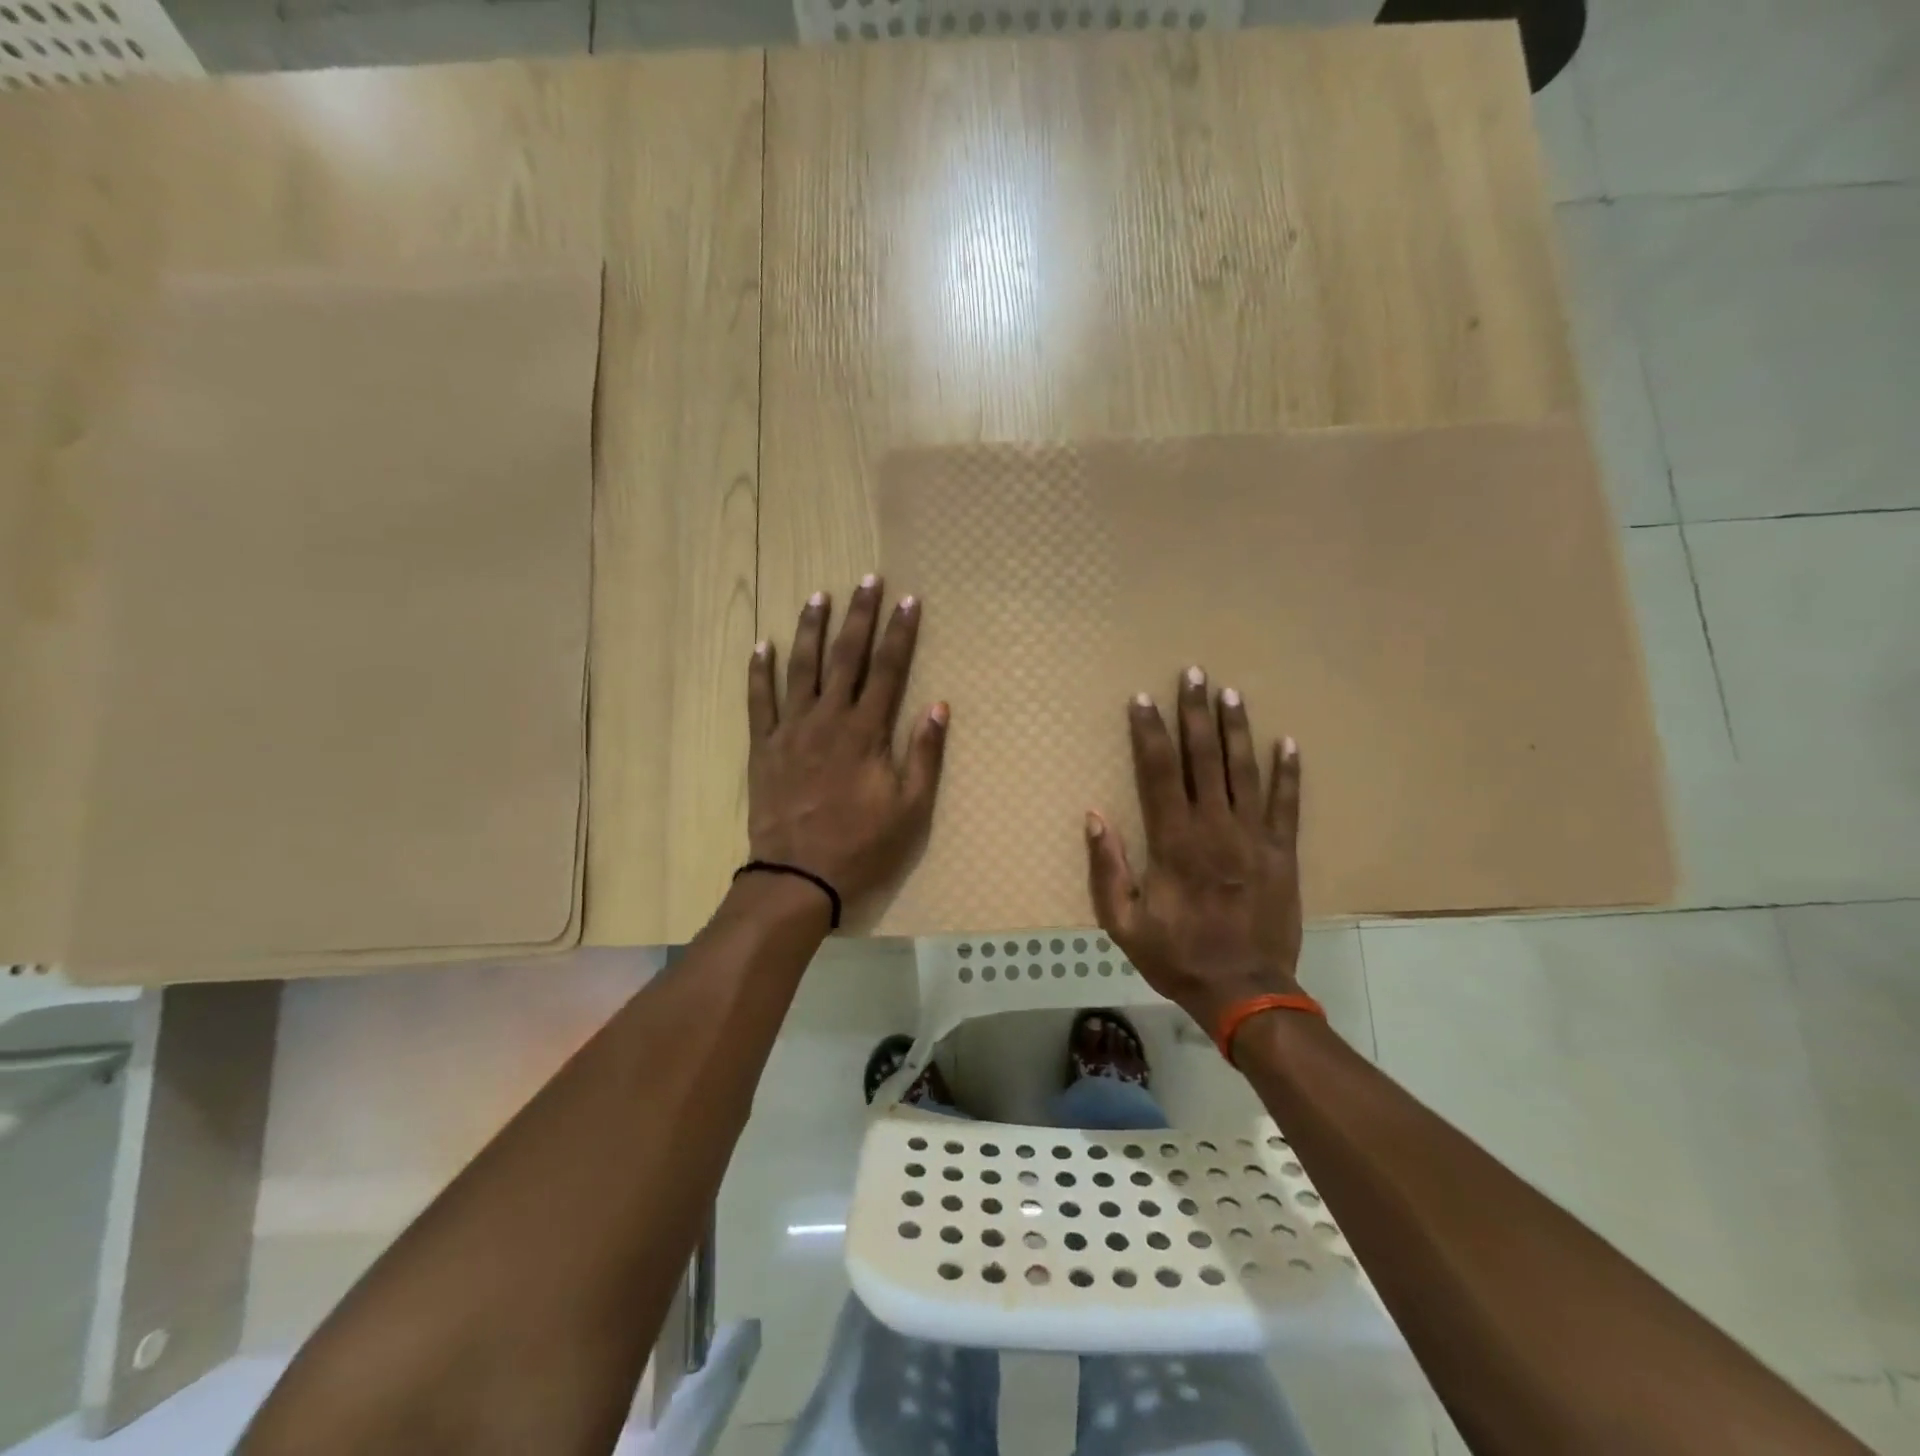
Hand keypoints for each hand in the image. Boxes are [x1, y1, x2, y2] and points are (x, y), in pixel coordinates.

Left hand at [747, 575, 948, 912]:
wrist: (798, 877)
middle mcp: (828, 719)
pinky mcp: (764, 746)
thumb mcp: (909, 808)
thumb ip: (924, 755)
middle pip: (845, 657)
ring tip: (818, 596)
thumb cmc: (861, 845)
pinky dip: (759, 671)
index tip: (909, 600)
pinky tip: (762, 644)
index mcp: (865, 732)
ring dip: (811, 629)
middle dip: (859, 616)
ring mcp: (791, 730)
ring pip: (800, 668)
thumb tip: (939, 707)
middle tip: (866, 581)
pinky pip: (759, 700)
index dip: (900, 633)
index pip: (888, 670)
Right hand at [1084, 667, 1303, 1033]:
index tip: (1142, 699)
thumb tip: (1093, 817)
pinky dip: (1288, 773)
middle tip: (1194, 673)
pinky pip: (1286, 804)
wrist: (1245, 992)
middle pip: (1203, 759)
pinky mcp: (1282, 853)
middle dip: (1195, 713)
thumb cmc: (1178, 957)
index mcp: (1174, 842)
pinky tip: (1288, 742)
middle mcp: (1214, 828)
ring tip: (1231, 693)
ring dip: (1236, 730)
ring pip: (1244, 771)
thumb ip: (1106, 869)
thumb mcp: (1124, 924)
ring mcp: (1253, 837)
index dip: (1148, 733)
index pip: (1157, 773)